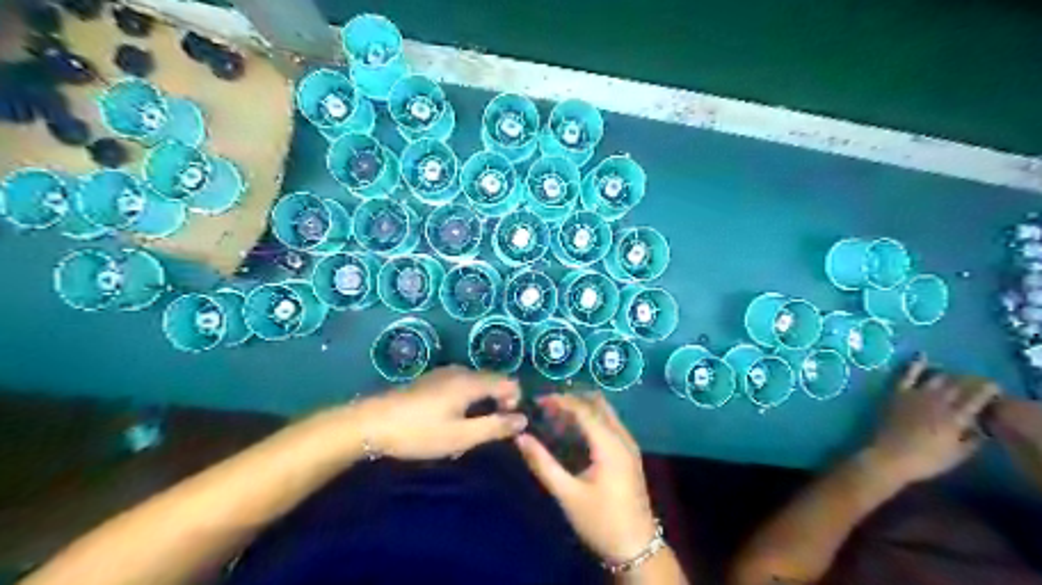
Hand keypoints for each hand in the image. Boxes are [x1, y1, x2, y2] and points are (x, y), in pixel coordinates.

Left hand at [336, 367, 524, 459]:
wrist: (372, 423)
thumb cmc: (420, 432)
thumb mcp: (461, 437)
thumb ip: (495, 427)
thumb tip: (523, 419)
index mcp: (471, 382)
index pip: (508, 382)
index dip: (515, 401)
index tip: (506, 424)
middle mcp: (461, 371)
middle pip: (492, 380)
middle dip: (498, 402)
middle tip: (487, 431)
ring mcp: (444, 373)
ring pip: (476, 383)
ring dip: (482, 402)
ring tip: (469, 428)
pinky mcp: (431, 380)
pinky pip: (461, 384)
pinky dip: (467, 399)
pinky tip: (451, 419)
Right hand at [514, 394, 658, 562]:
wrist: (637, 547)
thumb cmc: (601, 522)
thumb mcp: (568, 495)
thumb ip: (543, 464)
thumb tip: (521, 437)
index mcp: (610, 445)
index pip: (584, 409)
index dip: (560, 400)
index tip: (537, 400)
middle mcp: (622, 437)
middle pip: (597, 403)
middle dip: (571, 399)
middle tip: (545, 406)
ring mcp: (629, 444)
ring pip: (605, 411)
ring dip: (581, 407)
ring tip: (555, 415)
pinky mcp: (629, 452)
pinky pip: (609, 422)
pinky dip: (590, 418)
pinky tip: (573, 430)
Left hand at [865, 358, 999, 485]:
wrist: (888, 455)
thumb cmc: (925, 460)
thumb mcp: (958, 455)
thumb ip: (973, 439)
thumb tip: (980, 427)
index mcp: (956, 418)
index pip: (977, 397)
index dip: (987, 390)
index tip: (994, 387)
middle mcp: (938, 402)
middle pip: (959, 385)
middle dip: (970, 381)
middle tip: (975, 382)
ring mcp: (916, 395)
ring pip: (938, 378)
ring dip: (949, 375)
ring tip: (955, 376)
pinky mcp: (897, 393)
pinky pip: (907, 374)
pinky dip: (916, 364)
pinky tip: (922, 356)